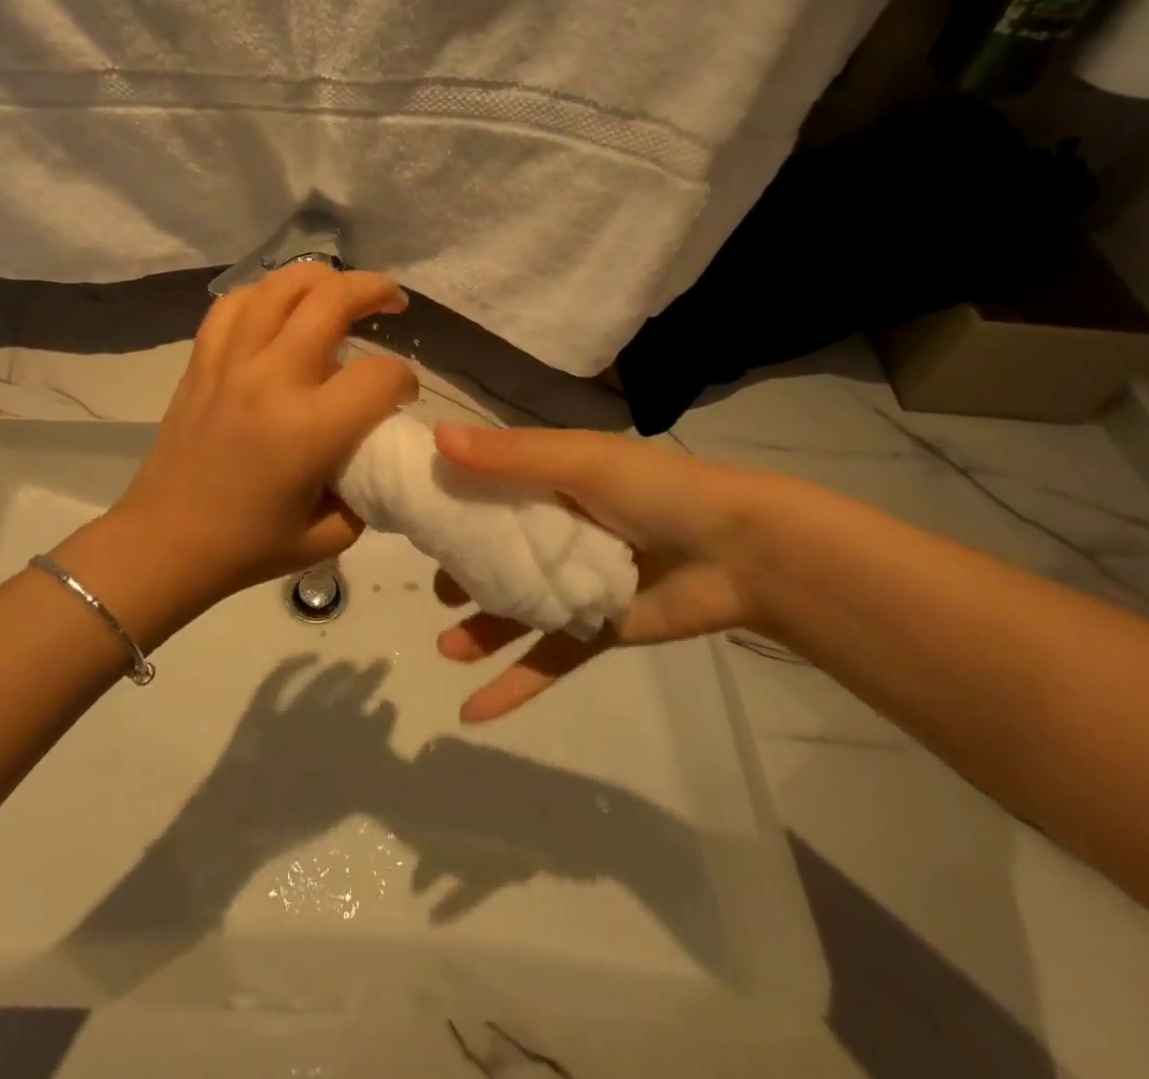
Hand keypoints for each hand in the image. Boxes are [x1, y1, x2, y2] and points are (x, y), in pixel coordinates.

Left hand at [110, 262, 417, 605]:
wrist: (165, 542)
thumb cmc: (248, 546)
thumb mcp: (329, 535)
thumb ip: (367, 491)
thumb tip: (376, 454)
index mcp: (310, 428)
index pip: (379, 375)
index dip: (404, 380)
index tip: (401, 396)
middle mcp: (271, 379)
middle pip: (332, 300)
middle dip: (375, 289)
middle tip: (392, 299)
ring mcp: (230, 362)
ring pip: (280, 286)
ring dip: (321, 277)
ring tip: (340, 288)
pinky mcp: (201, 361)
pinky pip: (233, 304)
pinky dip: (264, 293)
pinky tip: (279, 306)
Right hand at [428, 423, 765, 720]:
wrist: (743, 552)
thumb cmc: (656, 492)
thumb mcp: (580, 462)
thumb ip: (510, 457)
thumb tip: (436, 438)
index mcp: (546, 484)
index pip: (482, 490)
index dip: (445, 502)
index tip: (406, 515)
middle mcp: (552, 531)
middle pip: (491, 554)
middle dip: (458, 573)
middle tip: (434, 588)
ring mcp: (571, 584)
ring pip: (511, 610)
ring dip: (477, 631)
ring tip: (447, 646)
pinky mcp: (593, 630)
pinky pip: (545, 659)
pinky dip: (511, 686)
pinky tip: (472, 711)